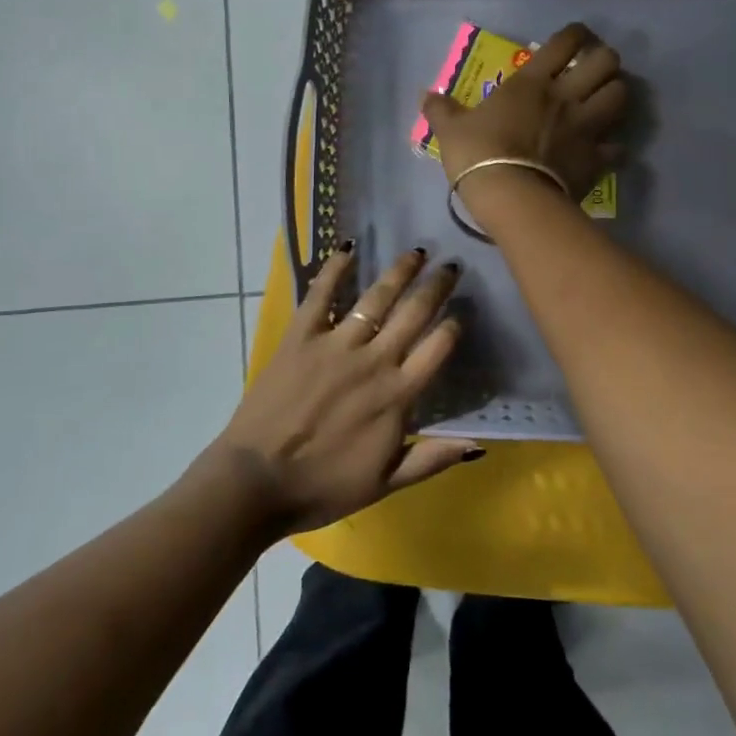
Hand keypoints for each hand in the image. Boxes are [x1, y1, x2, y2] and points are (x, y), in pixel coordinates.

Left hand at [208, 245, 480, 534]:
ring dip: (399, 272)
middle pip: (413, 314)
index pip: (437, 348)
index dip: (453, 326)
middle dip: (436, 287)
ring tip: (415, 252)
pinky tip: (347, 248)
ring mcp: (335, 344)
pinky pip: (320, 294)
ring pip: (375, 298)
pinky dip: (334, 269)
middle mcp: (372, 361)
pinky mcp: (300, 336)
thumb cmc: (322, 486)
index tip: (462, 311)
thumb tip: (478, 445)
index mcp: (396, 396)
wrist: (256, 481)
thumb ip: (432, 459)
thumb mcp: (385, 484)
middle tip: (451, 265)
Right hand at [419, 22, 627, 206]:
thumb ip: (440, 109)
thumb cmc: (478, 154)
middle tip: (593, 70)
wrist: (510, 197)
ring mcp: (586, 128)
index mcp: (532, 82)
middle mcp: (566, 97)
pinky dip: (614, 146)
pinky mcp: (596, 159)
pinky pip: (617, 147)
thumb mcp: (450, 129)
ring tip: (604, 101)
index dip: (576, 33)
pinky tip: (604, 149)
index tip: (575, 37)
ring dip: (616, 94)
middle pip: (606, 62)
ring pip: (621, 96)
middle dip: (605, 60)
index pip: (565, 42)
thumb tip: (425, 96)